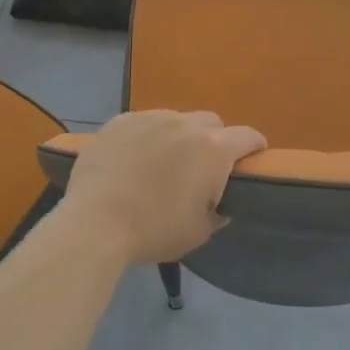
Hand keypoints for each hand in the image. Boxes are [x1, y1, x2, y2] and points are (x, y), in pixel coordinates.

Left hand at [60, 110, 266, 263]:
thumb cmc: (154, 230)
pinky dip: (147, 137)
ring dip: (178, 136)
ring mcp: (150, 118)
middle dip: (214, 140)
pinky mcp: (120, 121)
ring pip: (176, 119)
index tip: (252, 159)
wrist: (95, 223)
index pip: (247, 136)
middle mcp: (185, 124)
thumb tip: (218, 203)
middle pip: (211, 123)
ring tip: (162, 163)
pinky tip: (133, 159)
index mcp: (213, 150)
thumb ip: (217, 212)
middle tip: (201, 167)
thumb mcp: (198, 232)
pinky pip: (144, 123)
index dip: (255, 147)